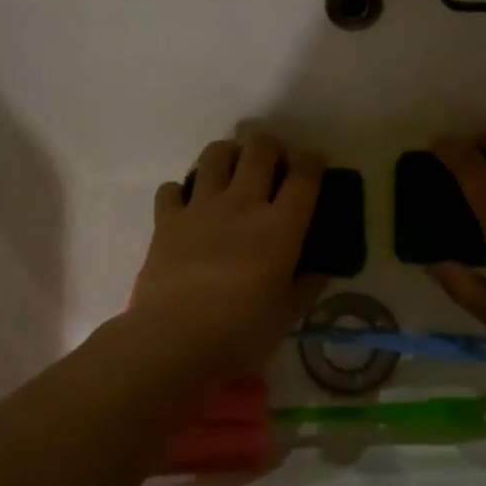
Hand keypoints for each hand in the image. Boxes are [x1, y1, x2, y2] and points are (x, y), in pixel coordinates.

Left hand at [128, 134, 327, 377]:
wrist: (175, 340)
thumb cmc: (241, 333)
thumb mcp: (287, 316)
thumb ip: (306, 287)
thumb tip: (319, 271)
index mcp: (280, 227)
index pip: (304, 177)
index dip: (313, 162)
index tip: (315, 161)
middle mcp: (242, 205)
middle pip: (259, 151)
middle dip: (270, 145)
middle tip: (273, 158)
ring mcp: (201, 208)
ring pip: (214, 156)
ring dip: (227, 153)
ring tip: (231, 167)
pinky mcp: (166, 220)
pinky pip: (171, 189)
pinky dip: (180, 191)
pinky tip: (186, 205)